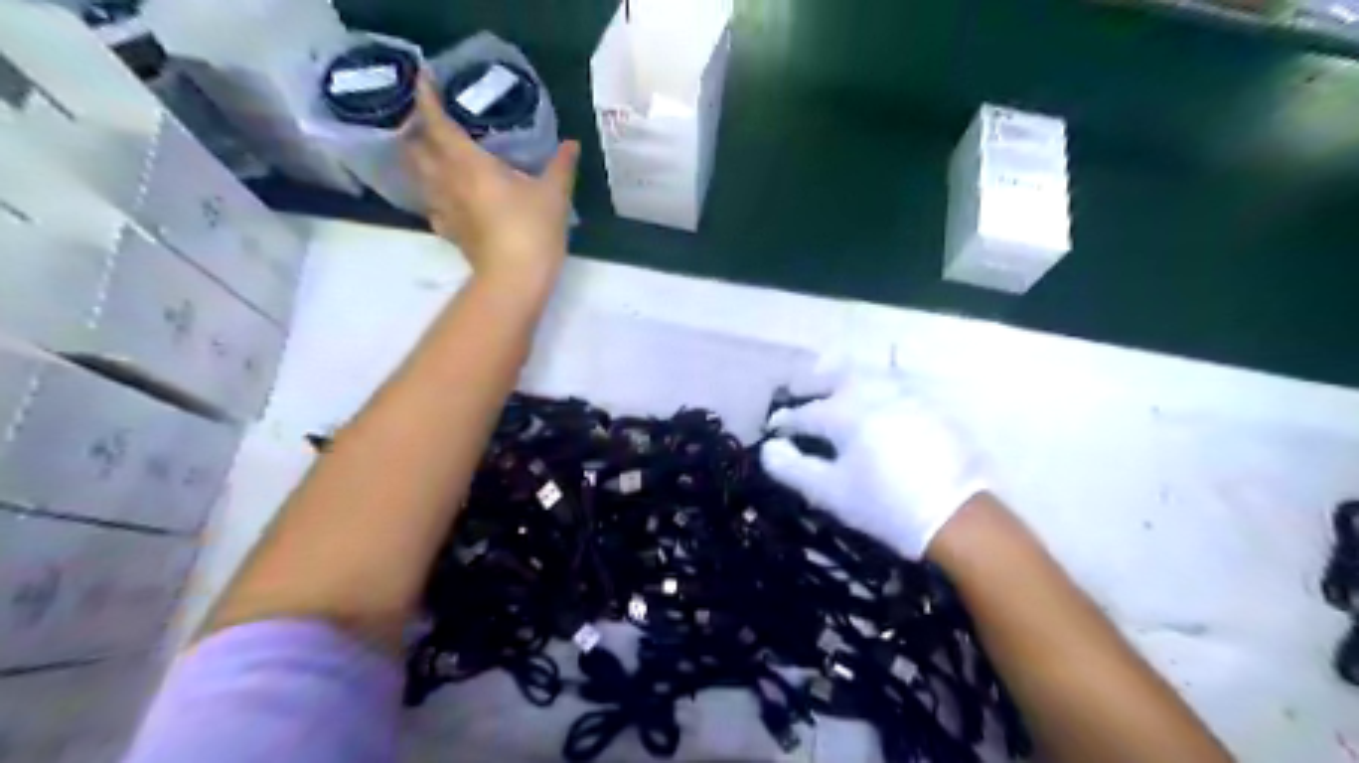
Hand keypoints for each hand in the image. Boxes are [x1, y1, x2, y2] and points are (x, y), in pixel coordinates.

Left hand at [400, 72, 575, 286]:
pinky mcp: (450, 232)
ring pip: (418, 177)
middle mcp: (447, 181)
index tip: (423, 79)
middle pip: (415, 149)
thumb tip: (572, 143)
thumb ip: (561, 165)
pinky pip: (432, 206)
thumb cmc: (532, 229)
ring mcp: (444, 209)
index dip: (426, 98)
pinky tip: (446, 196)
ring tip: (432, 153)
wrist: (515, 279)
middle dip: (415, 130)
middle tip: (428, 119)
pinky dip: (433, 194)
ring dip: (420, 161)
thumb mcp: (554, 194)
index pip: (437, 123)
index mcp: (468, 163)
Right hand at [762, 367, 990, 556]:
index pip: (803, 413)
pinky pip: (889, 382)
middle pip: (832, 376)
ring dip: (840, 377)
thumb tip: (770, 448)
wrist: (956, 514)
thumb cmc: (885, 505)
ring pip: (863, 373)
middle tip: (796, 393)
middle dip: (809, 384)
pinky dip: (870, 385)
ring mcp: (902, 393)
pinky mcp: (926, 403)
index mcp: (844, 413)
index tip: (773, 428)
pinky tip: (870, 400)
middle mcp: (870, 392)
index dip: (784, 421)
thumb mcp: (830, 492)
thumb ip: (792, 468)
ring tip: (830, 389)